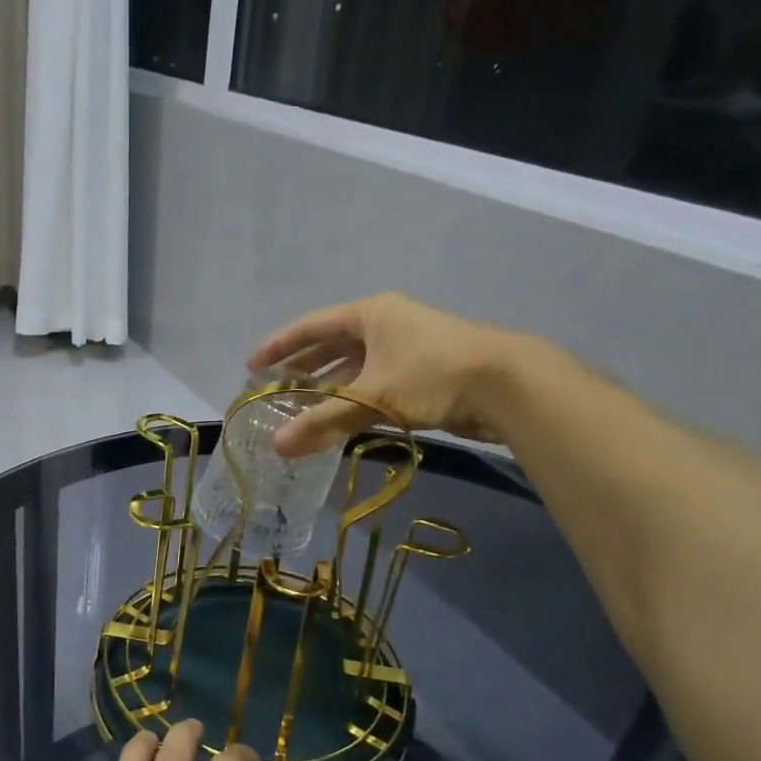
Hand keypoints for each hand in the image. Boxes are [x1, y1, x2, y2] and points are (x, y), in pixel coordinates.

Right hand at [247, 292, 530, 455]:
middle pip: (332, 345)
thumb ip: (323, 422)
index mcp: (370, 314)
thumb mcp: (372, 397)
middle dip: (302, 368)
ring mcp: (406, 347)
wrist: (508, 383)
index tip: (252, 365)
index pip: (311, 326)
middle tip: (273, 388)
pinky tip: (340, 420)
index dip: (279, 345)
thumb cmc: (433, 375)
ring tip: (300, 409)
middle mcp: (385, 324)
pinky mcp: (423, 372)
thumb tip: (277, 447)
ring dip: (328, 388)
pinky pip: (374, 383)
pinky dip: (354, 400)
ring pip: (355, 367)